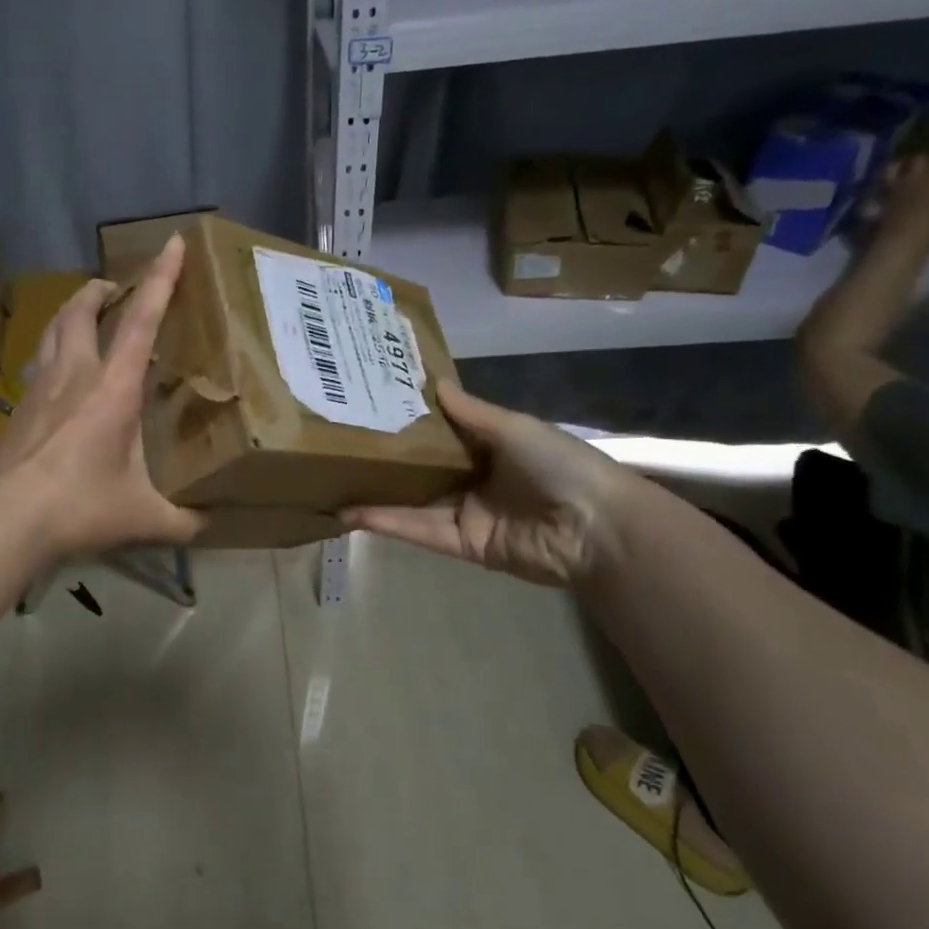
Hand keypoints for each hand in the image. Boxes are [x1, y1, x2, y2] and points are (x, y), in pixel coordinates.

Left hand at [0, 234, 203, 559]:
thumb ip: (183, 520)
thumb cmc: (78, 507)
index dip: (160, 279)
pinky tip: (56, 369)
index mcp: (112, 388)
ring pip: (53, 330)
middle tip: (114, 286)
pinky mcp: (19, 407)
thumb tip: (211, 525)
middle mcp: (74, 374)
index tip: (172, 243)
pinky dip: (52, 348)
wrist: (3, 517)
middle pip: (81, 311)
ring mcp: (40, 387)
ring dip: (71, 312)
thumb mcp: (142, 517)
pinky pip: (38, 361)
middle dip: (100, 289)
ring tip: (85, 313)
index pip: (141, 321)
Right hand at [340, 381, 635, 586]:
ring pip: (413, 502)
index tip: (369, 408)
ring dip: (376, 496)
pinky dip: (388, 522)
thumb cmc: (559, 464)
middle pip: (422, 470)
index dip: (408, 424)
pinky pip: (420, 531)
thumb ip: (471, 412)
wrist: (596, 527)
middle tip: (339, 447)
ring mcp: (467, 514)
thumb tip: (433, 382)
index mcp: (491, 449)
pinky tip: (353, 513)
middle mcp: (474, 480)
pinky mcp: (462, 545)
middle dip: (385, 462)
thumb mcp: (514, 427)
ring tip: (332, 484)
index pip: (441, 435)